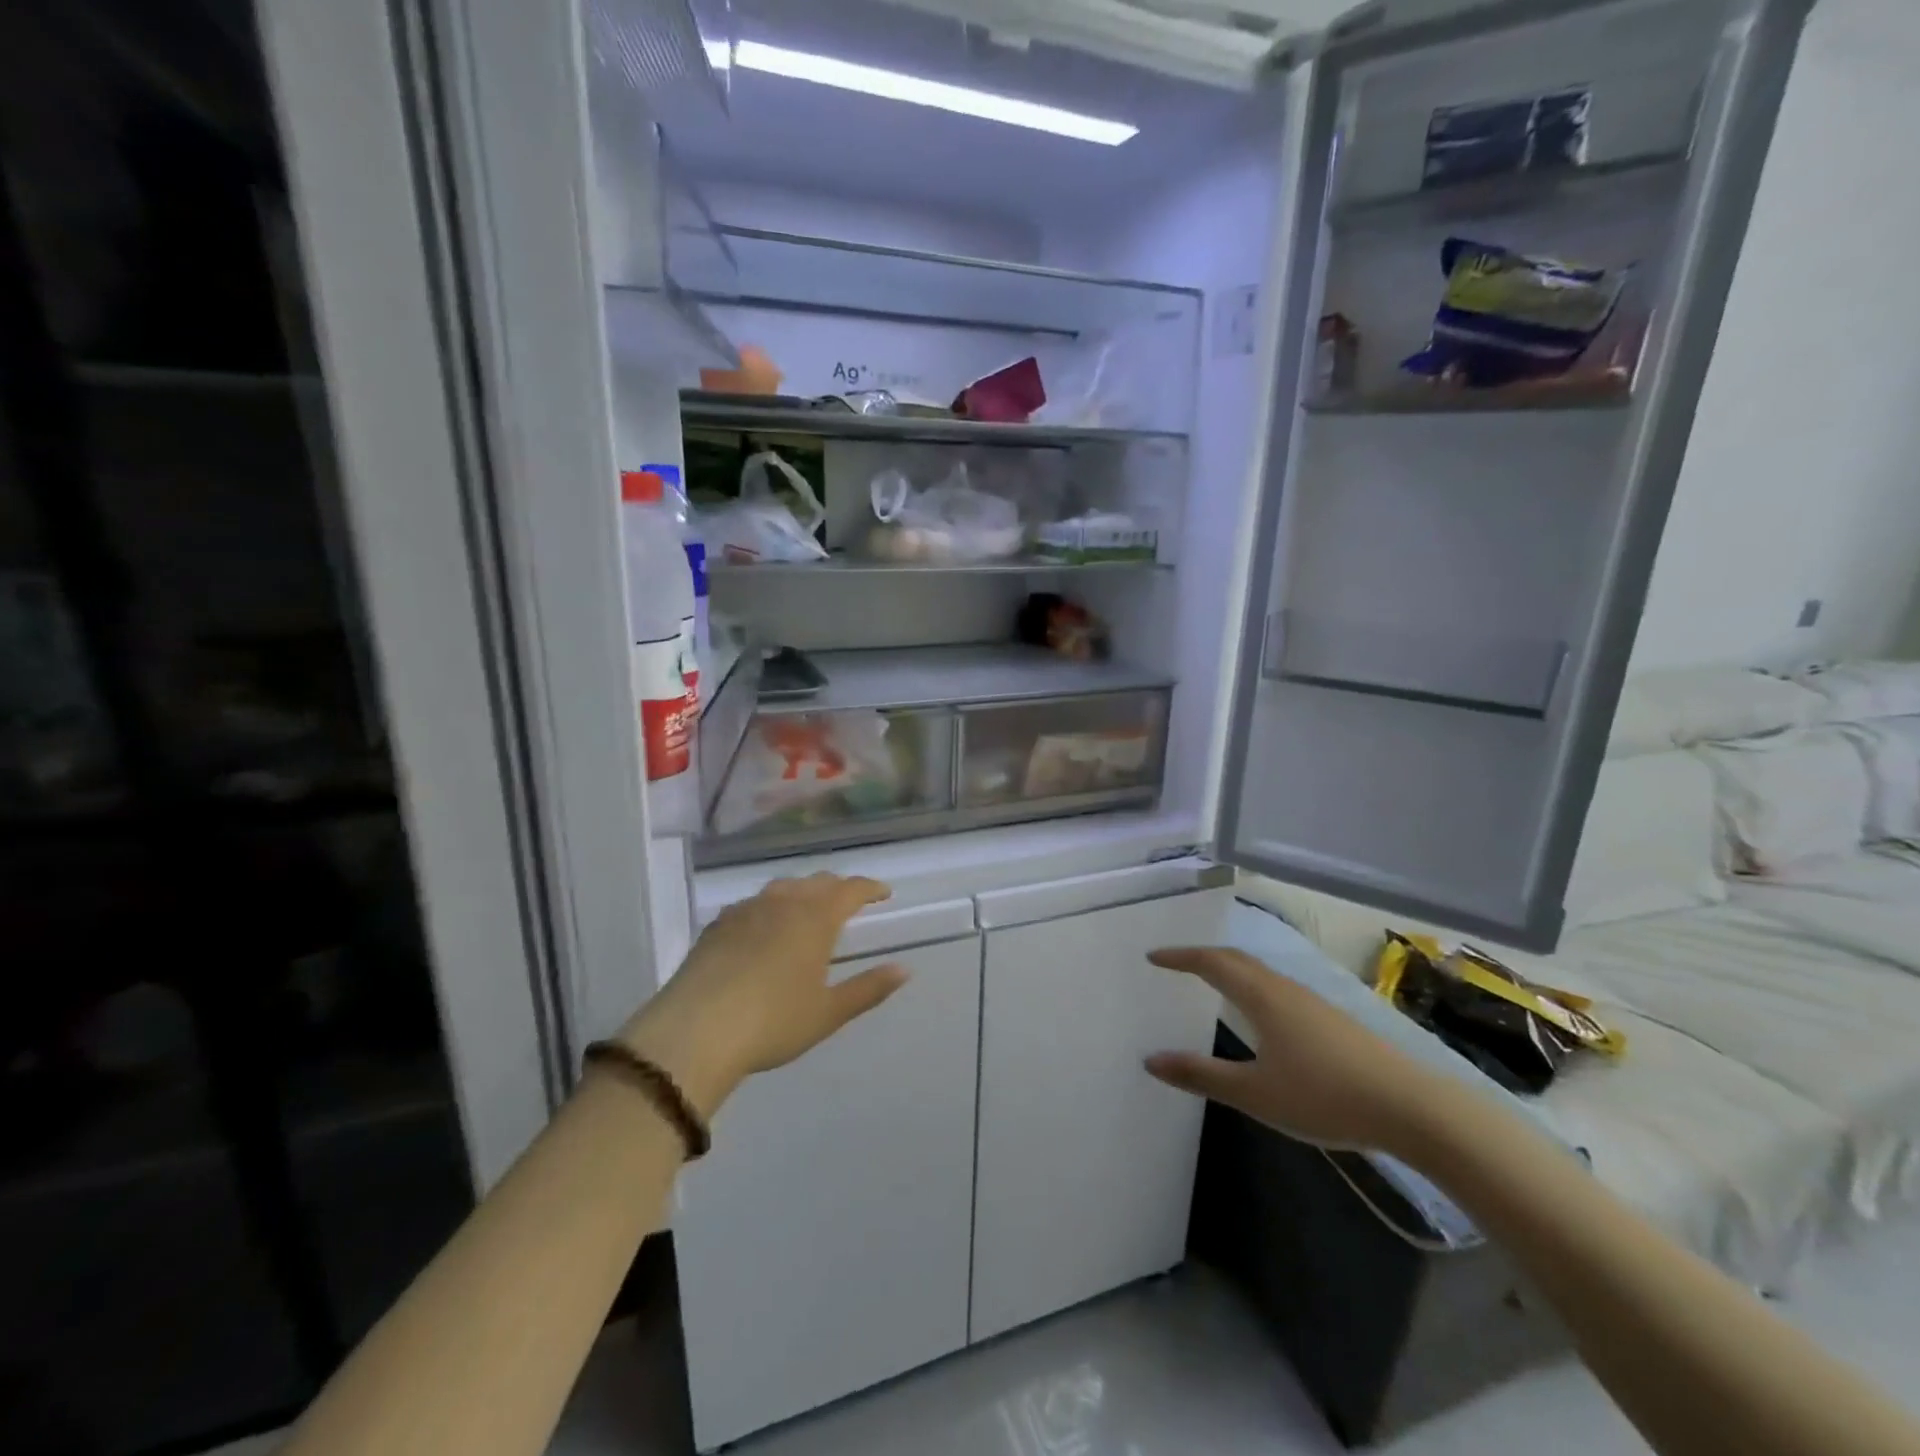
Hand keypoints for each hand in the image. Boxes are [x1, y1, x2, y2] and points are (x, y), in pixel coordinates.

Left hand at [615, 874, 906, 1117]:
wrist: (694, 1031)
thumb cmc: (772, 1022)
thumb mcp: (828, 1012)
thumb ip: (868, 988)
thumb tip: (904, 970)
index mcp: (815, 918)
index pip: (850, 890)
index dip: (870, 888)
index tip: (883, 893)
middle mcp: (783, 902)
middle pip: (817, 882)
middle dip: (838, 888)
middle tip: (850, 901)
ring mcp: (746, 910)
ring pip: (783, 888)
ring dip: (803, 892)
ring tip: (809, 909)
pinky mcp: (717, 925)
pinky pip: (754, 904)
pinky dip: (771, 907)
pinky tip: (765, 927)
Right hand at [1144, 946, 1452, 1154]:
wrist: (1412, 1108)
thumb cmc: (1325, 1097)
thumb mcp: (1255, 1093)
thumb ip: (1202, 1075)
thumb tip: (1150, 1059)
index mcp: (1262, 997)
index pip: (1212, 963)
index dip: (1180, 957)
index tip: (1153, 957)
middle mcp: (1285, 989)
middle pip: (1237, 960)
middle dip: (1203, 957)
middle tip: (1177, 963)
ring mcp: (1313, 1002)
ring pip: (1262, 973)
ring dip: (1231, 970)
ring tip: (1212, 981)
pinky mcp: (1333, 1020)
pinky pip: (1278, 988)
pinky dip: (1253, 986)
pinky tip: (1261, 1013)